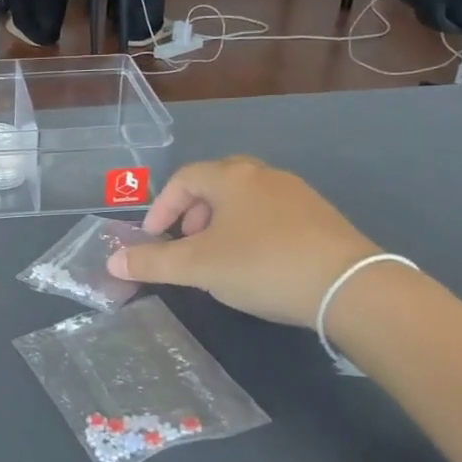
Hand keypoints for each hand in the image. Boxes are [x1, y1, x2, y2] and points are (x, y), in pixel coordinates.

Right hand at [106, 156, 381, 326]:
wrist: (349, 286)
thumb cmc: (262, 266)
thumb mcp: (198, 267)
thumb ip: (153, 262)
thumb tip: (112, 262)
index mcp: (231, 177)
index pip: (184, 179)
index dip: (161, 207)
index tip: (154, 238)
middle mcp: (264, 175)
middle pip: (216, 182)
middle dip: (193, 212)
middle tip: (186, 242)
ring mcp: (297, 194)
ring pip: (246, 199)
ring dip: (222, 222)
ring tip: (218, 256)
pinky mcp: (320, 217)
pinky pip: (272, 214)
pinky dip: (251, 230)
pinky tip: (257, 263)